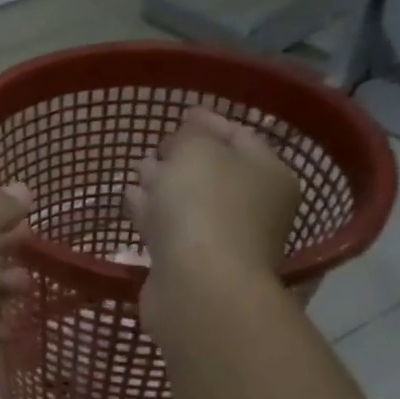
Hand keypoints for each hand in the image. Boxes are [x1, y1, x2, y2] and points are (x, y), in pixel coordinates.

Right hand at [124, 107, 300, 339]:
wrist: (197, 286)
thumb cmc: (205, 207)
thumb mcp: (197, 151)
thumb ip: (189, 136)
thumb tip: (182, 143)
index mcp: (268, 174)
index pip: (241, 136)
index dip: (210, 121)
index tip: (183, 112)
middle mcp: (252, 207)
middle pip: (215, 173)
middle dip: (183, 157)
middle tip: (157, 146)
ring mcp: (220, 239)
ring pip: (188, 202)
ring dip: (163, 186)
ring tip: (138, 171)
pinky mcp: (190, 264)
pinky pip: (168, 228)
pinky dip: (151, 213)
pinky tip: (131, 200)